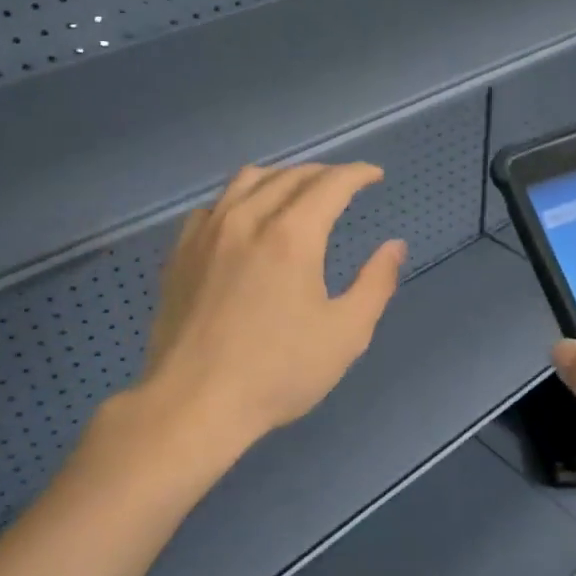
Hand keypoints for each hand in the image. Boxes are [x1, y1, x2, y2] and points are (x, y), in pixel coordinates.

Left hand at [137, 162, 406, 450]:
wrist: (194, 402)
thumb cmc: (278, 372)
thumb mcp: (346, 334)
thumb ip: (376, 284)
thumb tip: (395, 246)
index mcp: (291, 236)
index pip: (330, 184)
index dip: (357, 173)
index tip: (375, 175)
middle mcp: (247, 219)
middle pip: (290, 175)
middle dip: (324, 173)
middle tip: (344, 185)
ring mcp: (207, 233)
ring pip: (246, 180)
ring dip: (281, 177)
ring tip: (298, 192)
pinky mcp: (181, 253)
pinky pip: (214, 206)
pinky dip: (240, 199)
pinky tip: (245, 219)